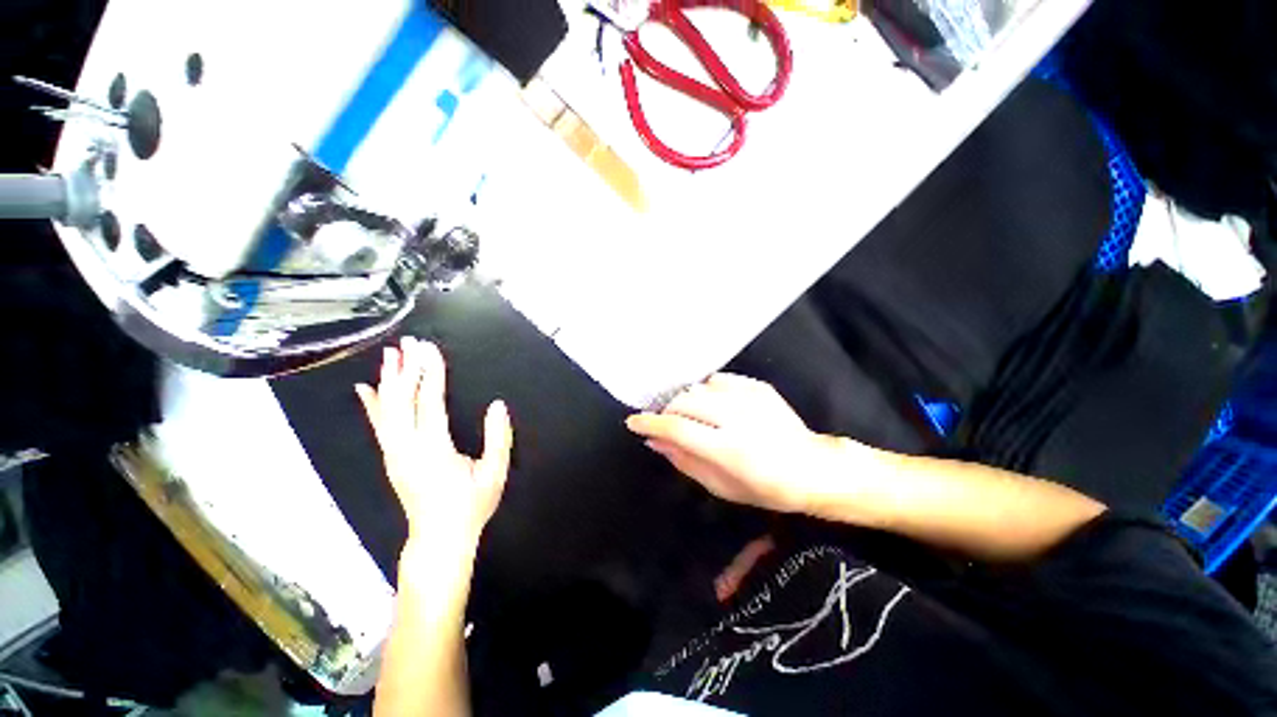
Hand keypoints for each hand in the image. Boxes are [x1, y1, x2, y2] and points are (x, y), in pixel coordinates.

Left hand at [355, 337, 512, 566]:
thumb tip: (498, 405)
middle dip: (406, 369)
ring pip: (387, 410)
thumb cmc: (471, 506)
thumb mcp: (494, 473)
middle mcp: (408, 448)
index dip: (431, 373)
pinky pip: (380, 426)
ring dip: (388, 380)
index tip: (430, 349)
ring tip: (390, 355)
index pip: (430, 402)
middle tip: (408, 343)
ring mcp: (395, 454)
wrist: (440, 538)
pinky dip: (372, 405)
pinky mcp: (391, 458)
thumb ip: (498, 438)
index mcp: (435, 449)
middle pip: (402, 401)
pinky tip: (365, 388)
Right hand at [625, 373, 847, 513]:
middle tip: (670, 425)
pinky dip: (708, 391)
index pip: (677, 428)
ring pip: (698, 387)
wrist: (812, 468)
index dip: (649, 424)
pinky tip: (715, 405)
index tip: (633, 422)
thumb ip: (684, 461)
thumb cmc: (765, 488)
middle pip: (684, 401)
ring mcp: (749, 398)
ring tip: (695, 417)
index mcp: (728, 450)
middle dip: (668, 412)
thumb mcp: (721, 487)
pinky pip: (719, 380)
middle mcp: (737, 418)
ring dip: (688, 402)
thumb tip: (654, 442)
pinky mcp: (758, 387)